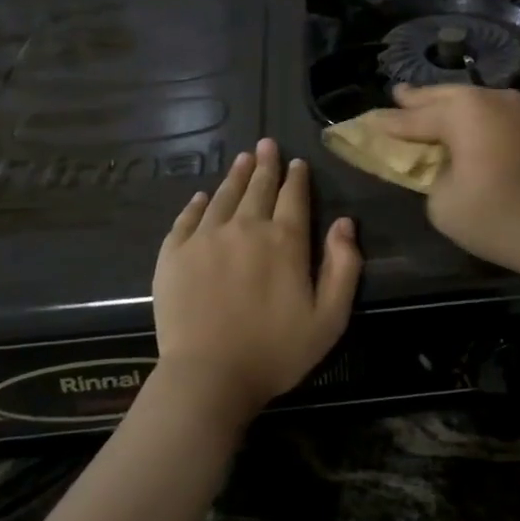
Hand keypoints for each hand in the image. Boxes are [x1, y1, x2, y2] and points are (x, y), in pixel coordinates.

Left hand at [151, 138, 361, 419]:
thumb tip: (345, 222)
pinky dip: (197, 204)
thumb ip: (344, 266)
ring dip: (235, 175)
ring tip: (242, 158)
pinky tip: (202, 197)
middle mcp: (246, 227)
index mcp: (285, 240)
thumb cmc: (276, 351)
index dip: (297, 177)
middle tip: (266, 144)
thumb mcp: (330, 317)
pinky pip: (187, 218)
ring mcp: (206, 238)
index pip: (294, 197)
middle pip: (258, 187)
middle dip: (265, 164)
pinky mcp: (174, 254)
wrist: (209, 376)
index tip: (296, 162)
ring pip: (224, 196)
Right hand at [362, 85, 519, 282]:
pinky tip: (464, 124)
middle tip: (397, 96)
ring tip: (426, 105)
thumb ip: (430, 175)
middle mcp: (492, 98)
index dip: (388, 123)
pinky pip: (492, 112)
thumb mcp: (443, 203)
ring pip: (472, 100)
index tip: (366, 122)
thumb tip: (443, 165)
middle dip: (419, 99)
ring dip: (448, 105)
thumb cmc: (498, 218)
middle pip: (445, 96)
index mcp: (464, 111)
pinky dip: (472, 117)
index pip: (413, 117)